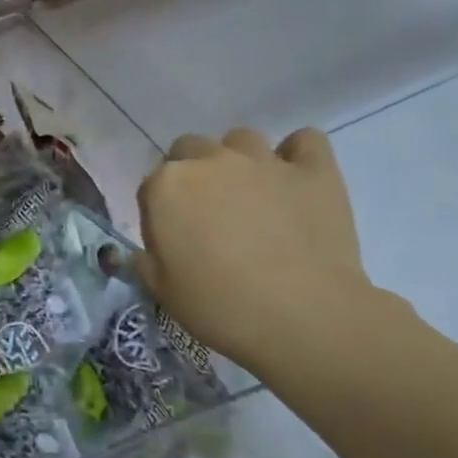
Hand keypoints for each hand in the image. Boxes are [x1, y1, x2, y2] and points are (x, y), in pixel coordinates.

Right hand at [136, 127, 377, 373]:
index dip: (162, 210)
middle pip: (191, 148)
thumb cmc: (221, 308)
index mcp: (166, 186)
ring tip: (253, 195)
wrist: (303, 318)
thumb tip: (144, 253)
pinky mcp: (313, 170)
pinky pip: (305, 141)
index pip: (152, 184)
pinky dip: (299, 154)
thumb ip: (147, 263)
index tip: (175, 238)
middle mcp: (210, 160)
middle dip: (195, 173)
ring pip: (243, 139)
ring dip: (241, 160)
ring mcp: (263, 160)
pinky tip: (297, 179)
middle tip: (210, 213)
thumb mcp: (163, 292)